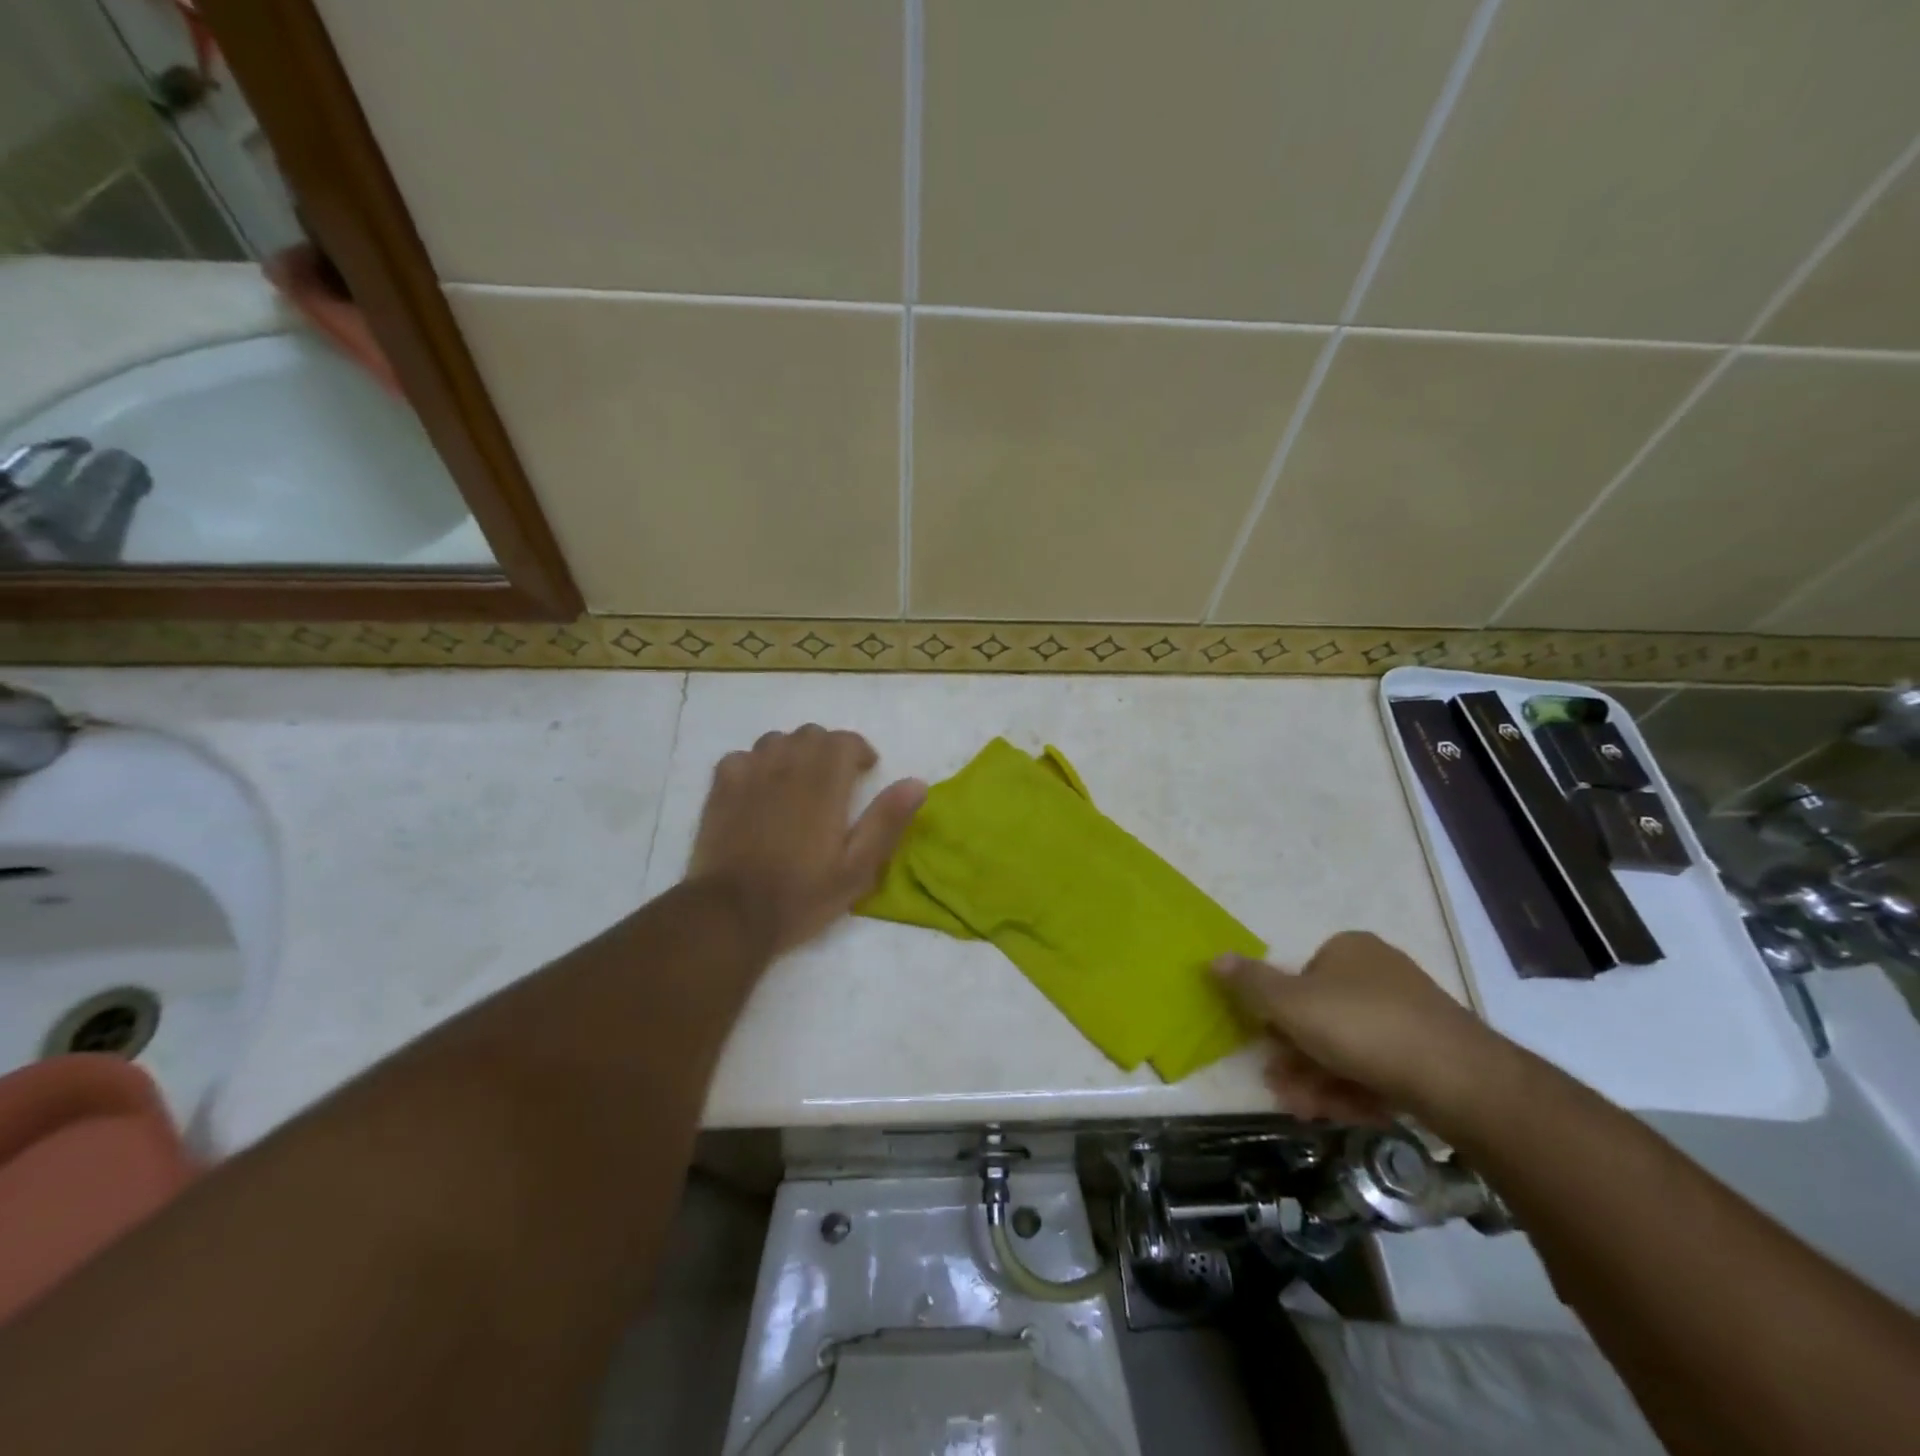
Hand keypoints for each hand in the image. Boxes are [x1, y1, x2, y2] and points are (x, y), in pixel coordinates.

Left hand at [688, 725, 925, 956]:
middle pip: (811, 734)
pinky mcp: (720, 789)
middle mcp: (787, 767)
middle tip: (836, 779)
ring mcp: (749, 774)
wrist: (731, 914)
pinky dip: (755, 765)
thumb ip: (886, 821)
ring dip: (793, 752)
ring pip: (776, 740)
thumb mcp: (858, 868)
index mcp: (824, 783)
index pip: (845, 741)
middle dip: (828, 749)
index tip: (866, 771)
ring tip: (798, 781)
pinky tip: (758, 789)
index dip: (859, 751)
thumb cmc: (802, 894)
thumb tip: (916, 783)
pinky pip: (741, 757)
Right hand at [1213, 931, 1495, 1124]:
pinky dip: (1358, 1090)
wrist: (1459, 1079)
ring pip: (1351, 1048)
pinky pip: (1383, 1069)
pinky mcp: (1435, 1056)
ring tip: (1305, 1110)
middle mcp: (1381, 974)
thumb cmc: (1361, 1027)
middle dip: (1298, 1058)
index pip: (1300, 978)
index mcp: (1349, 950)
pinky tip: (1345, 1115)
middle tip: (1282, 1089)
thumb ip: (1250, 984)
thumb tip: (1214, 958)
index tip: (1267, 1049)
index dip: (1280, 1016)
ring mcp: (1412, 1016)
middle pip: (1323, 1017)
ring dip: (1320, 1080)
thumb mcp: (1290, 1004)